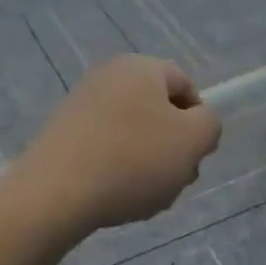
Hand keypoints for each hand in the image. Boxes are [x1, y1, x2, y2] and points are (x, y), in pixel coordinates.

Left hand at [11, 56, 222, 234]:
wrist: (56, 193)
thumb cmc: (133, 161)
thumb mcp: (193, 141)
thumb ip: (209, 125)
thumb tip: (198, 121)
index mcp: (140, 67)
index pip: (185, 84)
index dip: (199, 120)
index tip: (196, 155)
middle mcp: (107, 77)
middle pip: (157, 111)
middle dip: (173, 147)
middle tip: (175, 180)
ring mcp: (80, 106)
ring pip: (132, 134)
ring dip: (148, 164)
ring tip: (145, 195)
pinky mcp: (61, 135)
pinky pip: (104, 149)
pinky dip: (117, 171)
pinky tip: (117, 197)